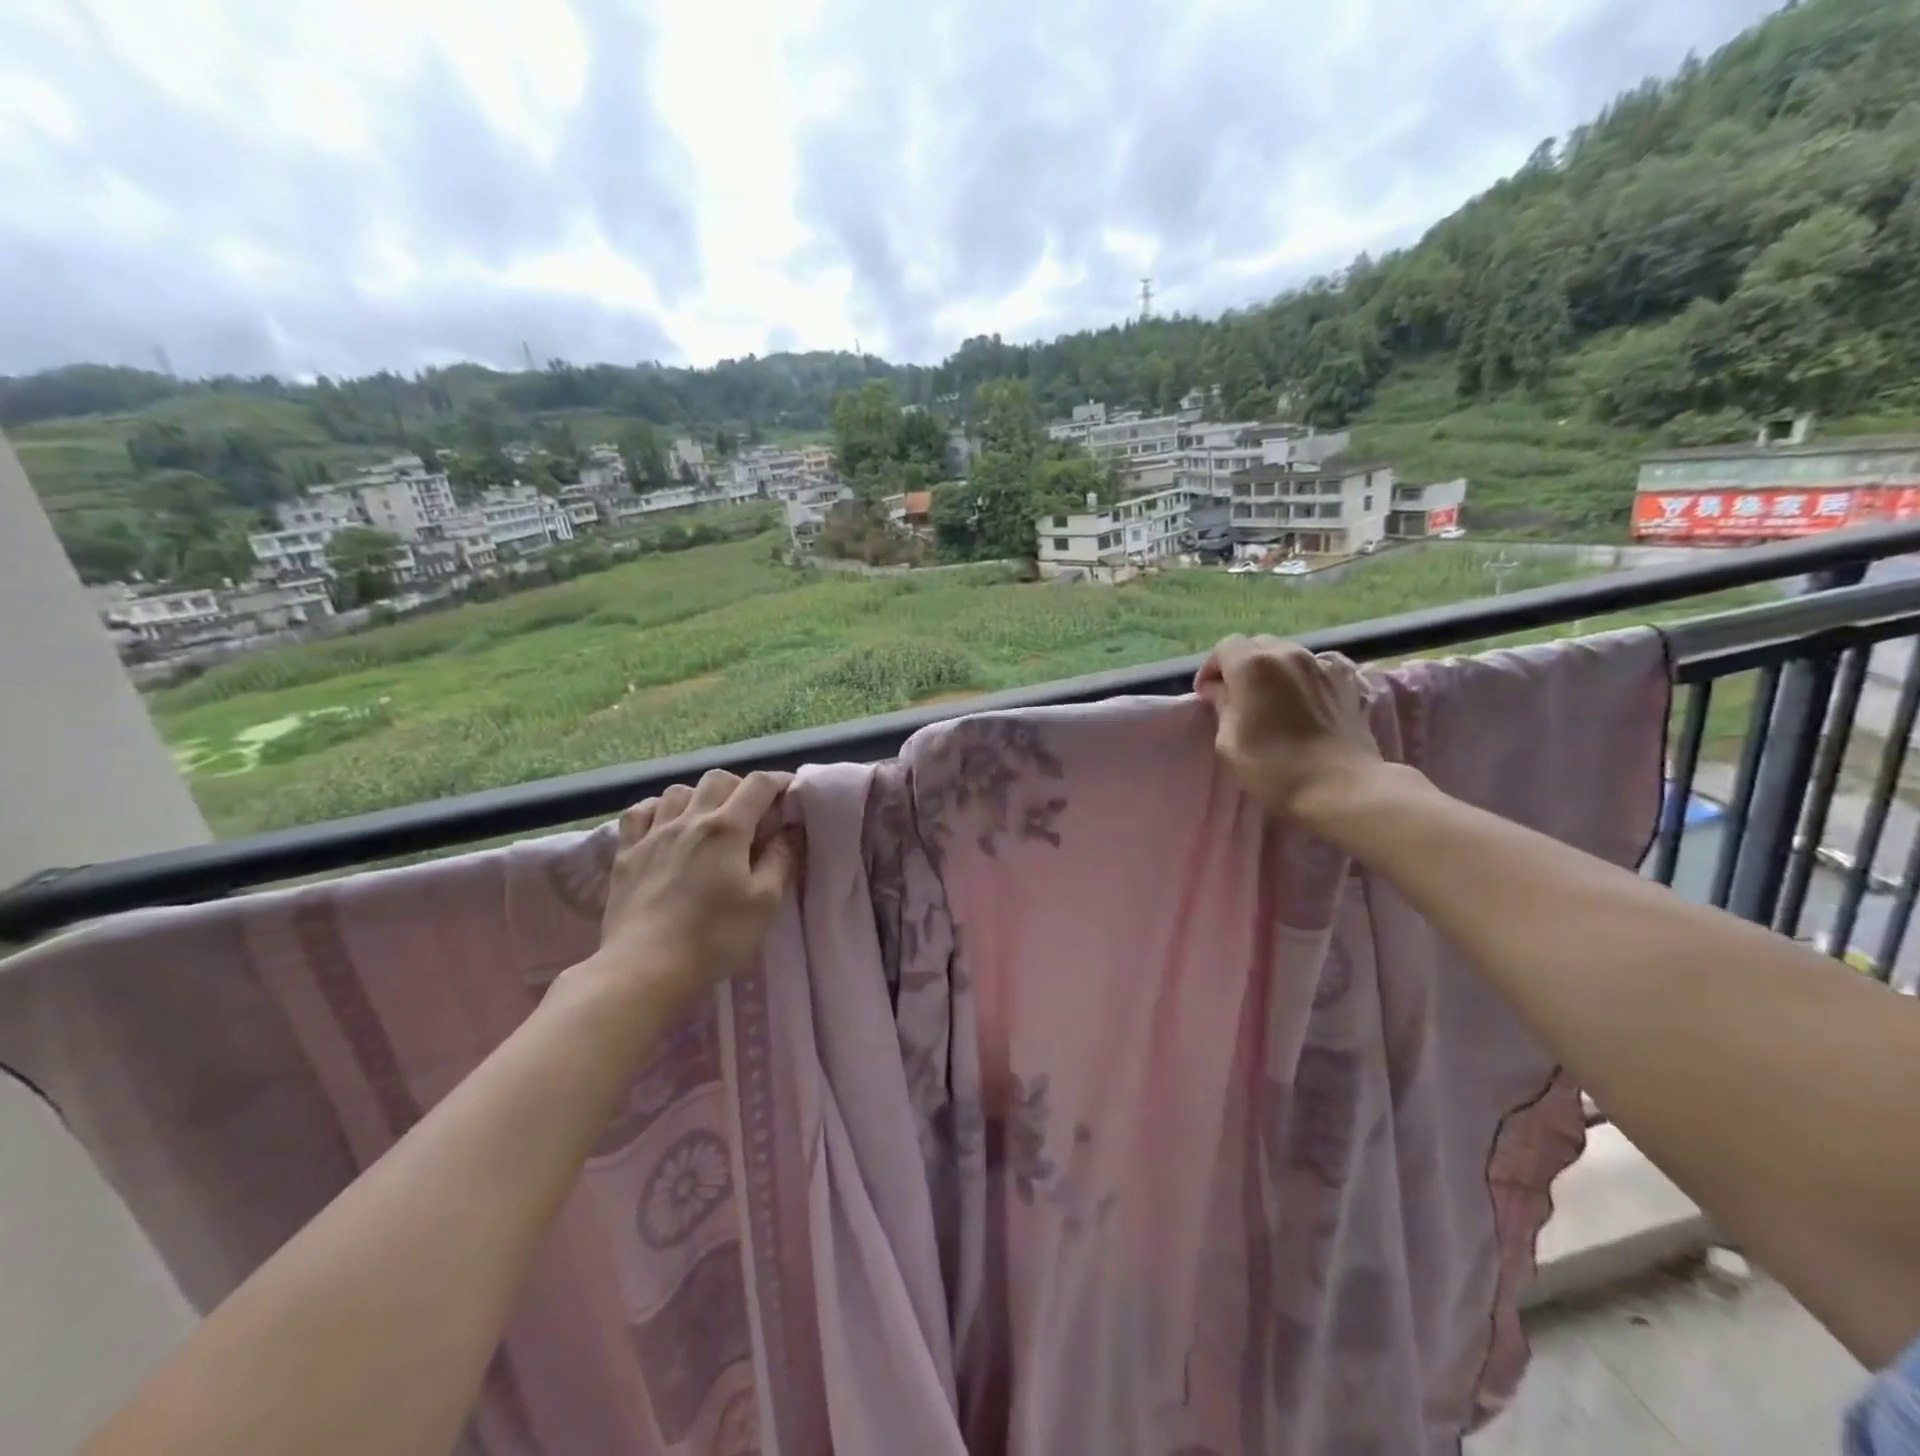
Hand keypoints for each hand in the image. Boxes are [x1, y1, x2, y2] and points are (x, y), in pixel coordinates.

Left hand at [585, 769, 800, 1017]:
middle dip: (740, 787)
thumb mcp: (765, 902)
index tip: (790, 792)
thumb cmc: (715, 937)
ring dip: (700, 796)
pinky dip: (659, 809)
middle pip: (718, 779)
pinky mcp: (626, 853)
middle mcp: (690, 819)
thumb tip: (790, 830)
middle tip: (753, 813)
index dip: (778, 781)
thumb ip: (781, 859)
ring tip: (710, 819)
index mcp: (728, 828)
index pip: (758, 784)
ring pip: (678, 791)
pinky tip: (666, 824)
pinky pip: (641, 812)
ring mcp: (653, 834)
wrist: (644, 968)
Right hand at [1195, 636, 1385, 824]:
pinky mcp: (1347, 680)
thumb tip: (1219, 690)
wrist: (1340, 787)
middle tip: (1235, 696)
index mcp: (1252, 665)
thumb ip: (1221, 705)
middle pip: (1256, 646)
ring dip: (1271, 670)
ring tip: (1269, 699)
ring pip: (1286, 654)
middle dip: (1240, 665)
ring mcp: (1321, 664)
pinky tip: (1302, 698)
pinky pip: (1316, 666)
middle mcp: (1287, 654)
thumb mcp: (1228, 741)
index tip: (1206, 695)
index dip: (1211, 669)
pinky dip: (1302, 676)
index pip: (1224, 648)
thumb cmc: (1274, 767)